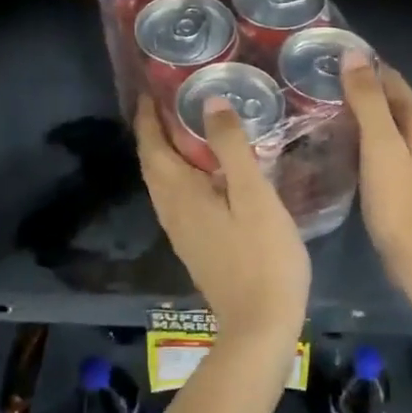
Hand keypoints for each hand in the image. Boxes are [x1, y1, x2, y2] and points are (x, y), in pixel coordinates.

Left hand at [134, 93, 309, 349]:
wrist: (260, 323)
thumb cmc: (262, 255)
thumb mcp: (253, 195)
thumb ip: (231, 147)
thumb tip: (210, 102)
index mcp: (180, 194)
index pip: (151, 146)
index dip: (148, 117)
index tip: (152, 89)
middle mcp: (171, 211)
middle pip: (153, 164)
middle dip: (156, 132)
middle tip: (175, 102)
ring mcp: (182, 233)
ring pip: (164, 184)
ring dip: (169, 154)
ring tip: (191, 130)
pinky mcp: (196, 246)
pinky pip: (179, 200)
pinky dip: (183, 176)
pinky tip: (209, 174)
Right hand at [339, 52, 411, 323]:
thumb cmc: (399, 203)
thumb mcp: (379, 146)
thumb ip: (368, 101)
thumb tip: (354, 55)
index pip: (393, 79)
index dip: (365, 66)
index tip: (330, 57)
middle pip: (394, 102)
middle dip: (363, 89)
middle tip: (321, 83)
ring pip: (391, 126)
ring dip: (365, 115)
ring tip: (327, 110)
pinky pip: (388, 149)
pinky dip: (368, 140)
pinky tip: (347, 146)